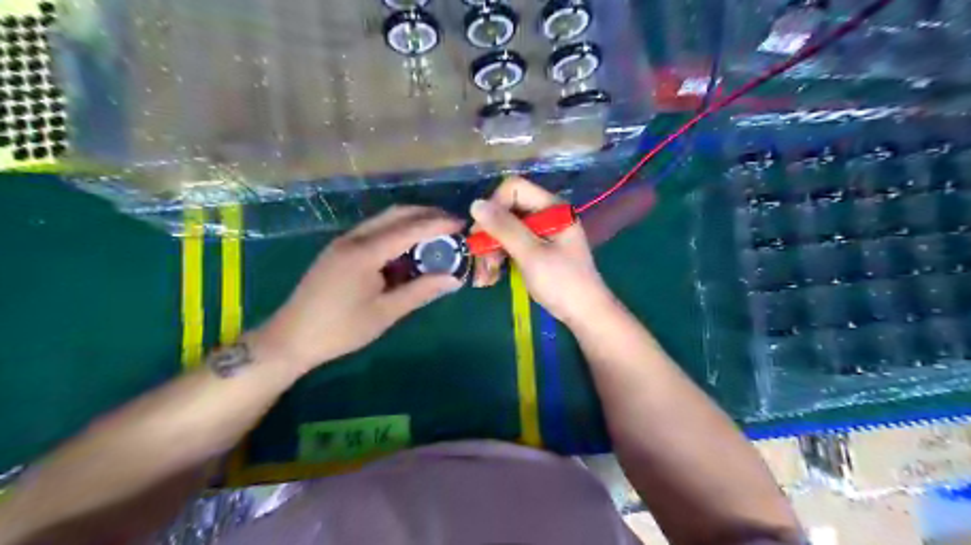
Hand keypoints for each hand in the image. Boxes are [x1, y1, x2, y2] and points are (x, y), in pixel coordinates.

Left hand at [250, 206, 461, 371]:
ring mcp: (342, 242)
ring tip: (436, 234)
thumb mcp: (385, 313)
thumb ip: (421, 291)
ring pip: (383, 221)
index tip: (462, 224)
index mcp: (364, 252)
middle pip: (395, 214)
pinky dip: (395, 233)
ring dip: (410, 222)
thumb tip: (454, 278)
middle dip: (426, 215)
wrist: (290, 339)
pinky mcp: (338, 251)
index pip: (409, 229)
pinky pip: (373, 232)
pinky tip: (407, 249)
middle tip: (452, 224)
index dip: (438, 224)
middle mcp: (353, 238)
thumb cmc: (340, 329)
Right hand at [468, 177, 613, 325]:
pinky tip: (493, 275)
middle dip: (490, 233)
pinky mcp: (539, 248)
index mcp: (552, 207)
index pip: (514, 189)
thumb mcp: (531, 255)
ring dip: (492, 248)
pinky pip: (513, 243)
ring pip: (507, 228)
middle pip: (508, 209)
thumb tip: (475, 204)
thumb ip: (505, 228)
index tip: (481, 233)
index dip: (494, 206)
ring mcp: (543, 232)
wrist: (586, 314)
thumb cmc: (563, 283)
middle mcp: (547, 214)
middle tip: (479, 258)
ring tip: (486, 274)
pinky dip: (501, 256)